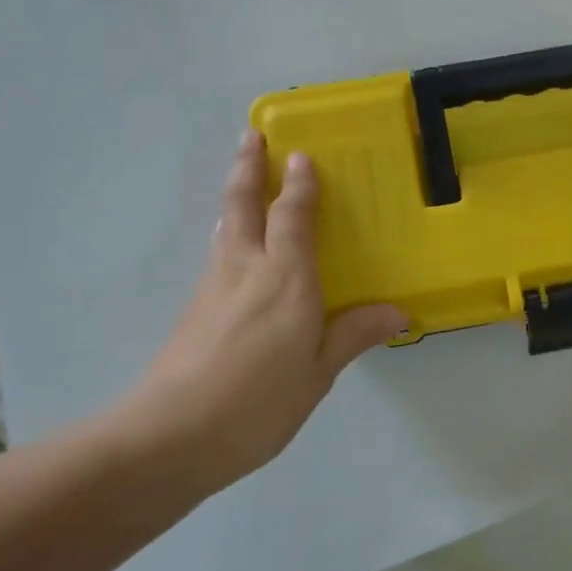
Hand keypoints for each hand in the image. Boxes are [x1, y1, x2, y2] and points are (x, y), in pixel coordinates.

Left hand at [119, 130, 404, 492]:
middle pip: (241, 203)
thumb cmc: (258, 402)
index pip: (292, 216)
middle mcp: (246, 267)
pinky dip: (228, 232)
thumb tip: (399, 312)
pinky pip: (218, 253)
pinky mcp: (193, 308)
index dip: (298, 184)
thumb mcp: (317, 373)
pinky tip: (234, 248)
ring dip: (234, 195)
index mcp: (285, 278)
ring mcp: (212, 285)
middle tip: (251, 135)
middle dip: (247, 166)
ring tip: (242, 178)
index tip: (301, 155)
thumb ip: (353, 335)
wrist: (171, 436)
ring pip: (224, 225)